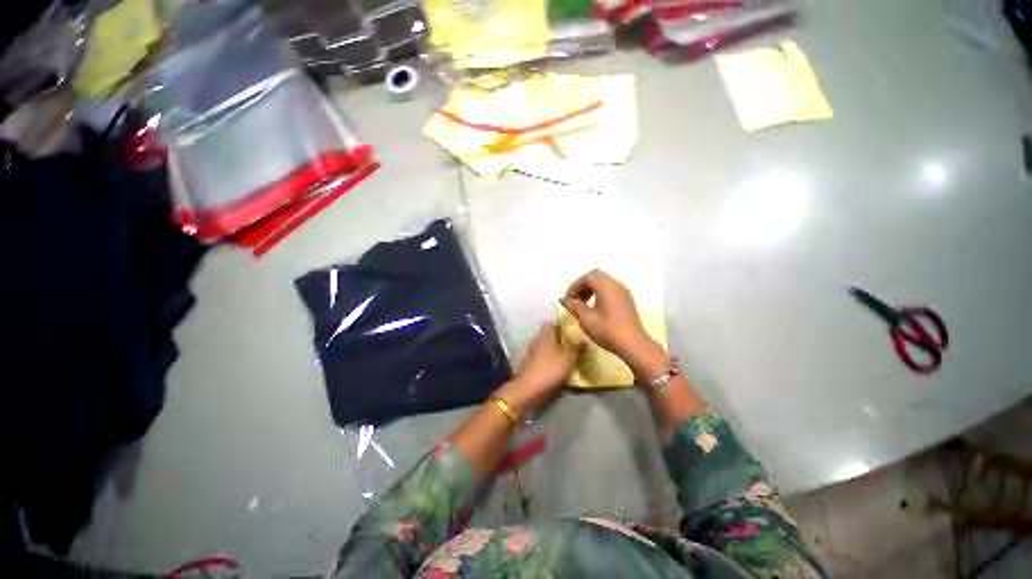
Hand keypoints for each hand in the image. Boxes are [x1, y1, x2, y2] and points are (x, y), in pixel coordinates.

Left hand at [499, 322, 578, 415]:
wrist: (527, 391)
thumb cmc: (549, 371)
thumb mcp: (569, 359)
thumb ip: (577, 348)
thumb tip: (583, 338)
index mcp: (545, 334)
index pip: (553, 322)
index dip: (563, 323)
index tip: (575, 327)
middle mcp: (537, 340)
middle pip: (549, 334)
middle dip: (561, 337)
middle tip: (575, 342)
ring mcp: (531, 352)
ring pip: (546, 346)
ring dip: (556, 349)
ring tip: (570, 354)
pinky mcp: (529, 364)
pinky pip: (543, 357)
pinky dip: (550, 359)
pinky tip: (559, 366)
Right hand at [561, 270, 665, 374]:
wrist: (633, 345)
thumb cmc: (608, 330)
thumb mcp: (586, 319)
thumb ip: (574, 306)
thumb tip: (565, 300)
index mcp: (606, 286)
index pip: (587, 277)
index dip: (575, 286)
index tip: (567, 299)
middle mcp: (616, 285)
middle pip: (596, 276)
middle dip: (582, 286)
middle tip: (574, 299)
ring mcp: (623, 292)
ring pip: (604, 282)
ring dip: (591, 289)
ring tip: (582, 304)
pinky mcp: (627, 300)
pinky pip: (610, 290)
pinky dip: (599, 294)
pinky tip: (594, 308)